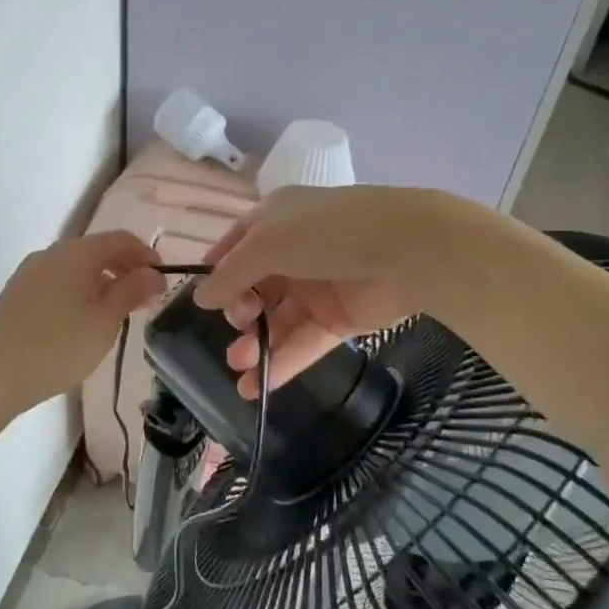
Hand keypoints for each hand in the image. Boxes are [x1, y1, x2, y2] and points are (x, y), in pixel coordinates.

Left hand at [0, 231, 165, 414]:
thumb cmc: (58, 347)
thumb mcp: (104, 322)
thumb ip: (131, 292)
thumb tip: (153, 273)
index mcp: (76, 253)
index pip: (121, 239)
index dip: (146, 256)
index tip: (162, 282)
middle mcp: (51, 253)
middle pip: (97, 250)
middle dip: (125, 270)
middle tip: (144, 301)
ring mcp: (29, 272)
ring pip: (76, 267)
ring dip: (102, 282)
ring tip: (115, 315)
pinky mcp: (16, 293)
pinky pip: (57, 281)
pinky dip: (79, 292)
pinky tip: (81, 322)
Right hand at [192, 186, 461, 395]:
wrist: (409, 250)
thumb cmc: (328, 233)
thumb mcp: (267, 243)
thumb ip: (231, 274)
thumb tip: (200, 298)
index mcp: (275, 221)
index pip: (235, 246)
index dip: (218, 272)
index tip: (203, 301)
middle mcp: (293, 252)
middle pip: (254, 288)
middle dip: (239, 312)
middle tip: (239, 327)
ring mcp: (318, 287)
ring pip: (277, 320)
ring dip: (256, 345)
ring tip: (239, 368)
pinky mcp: (339, 319)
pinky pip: (303, 342)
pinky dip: (282, 363)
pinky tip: (258, 387)